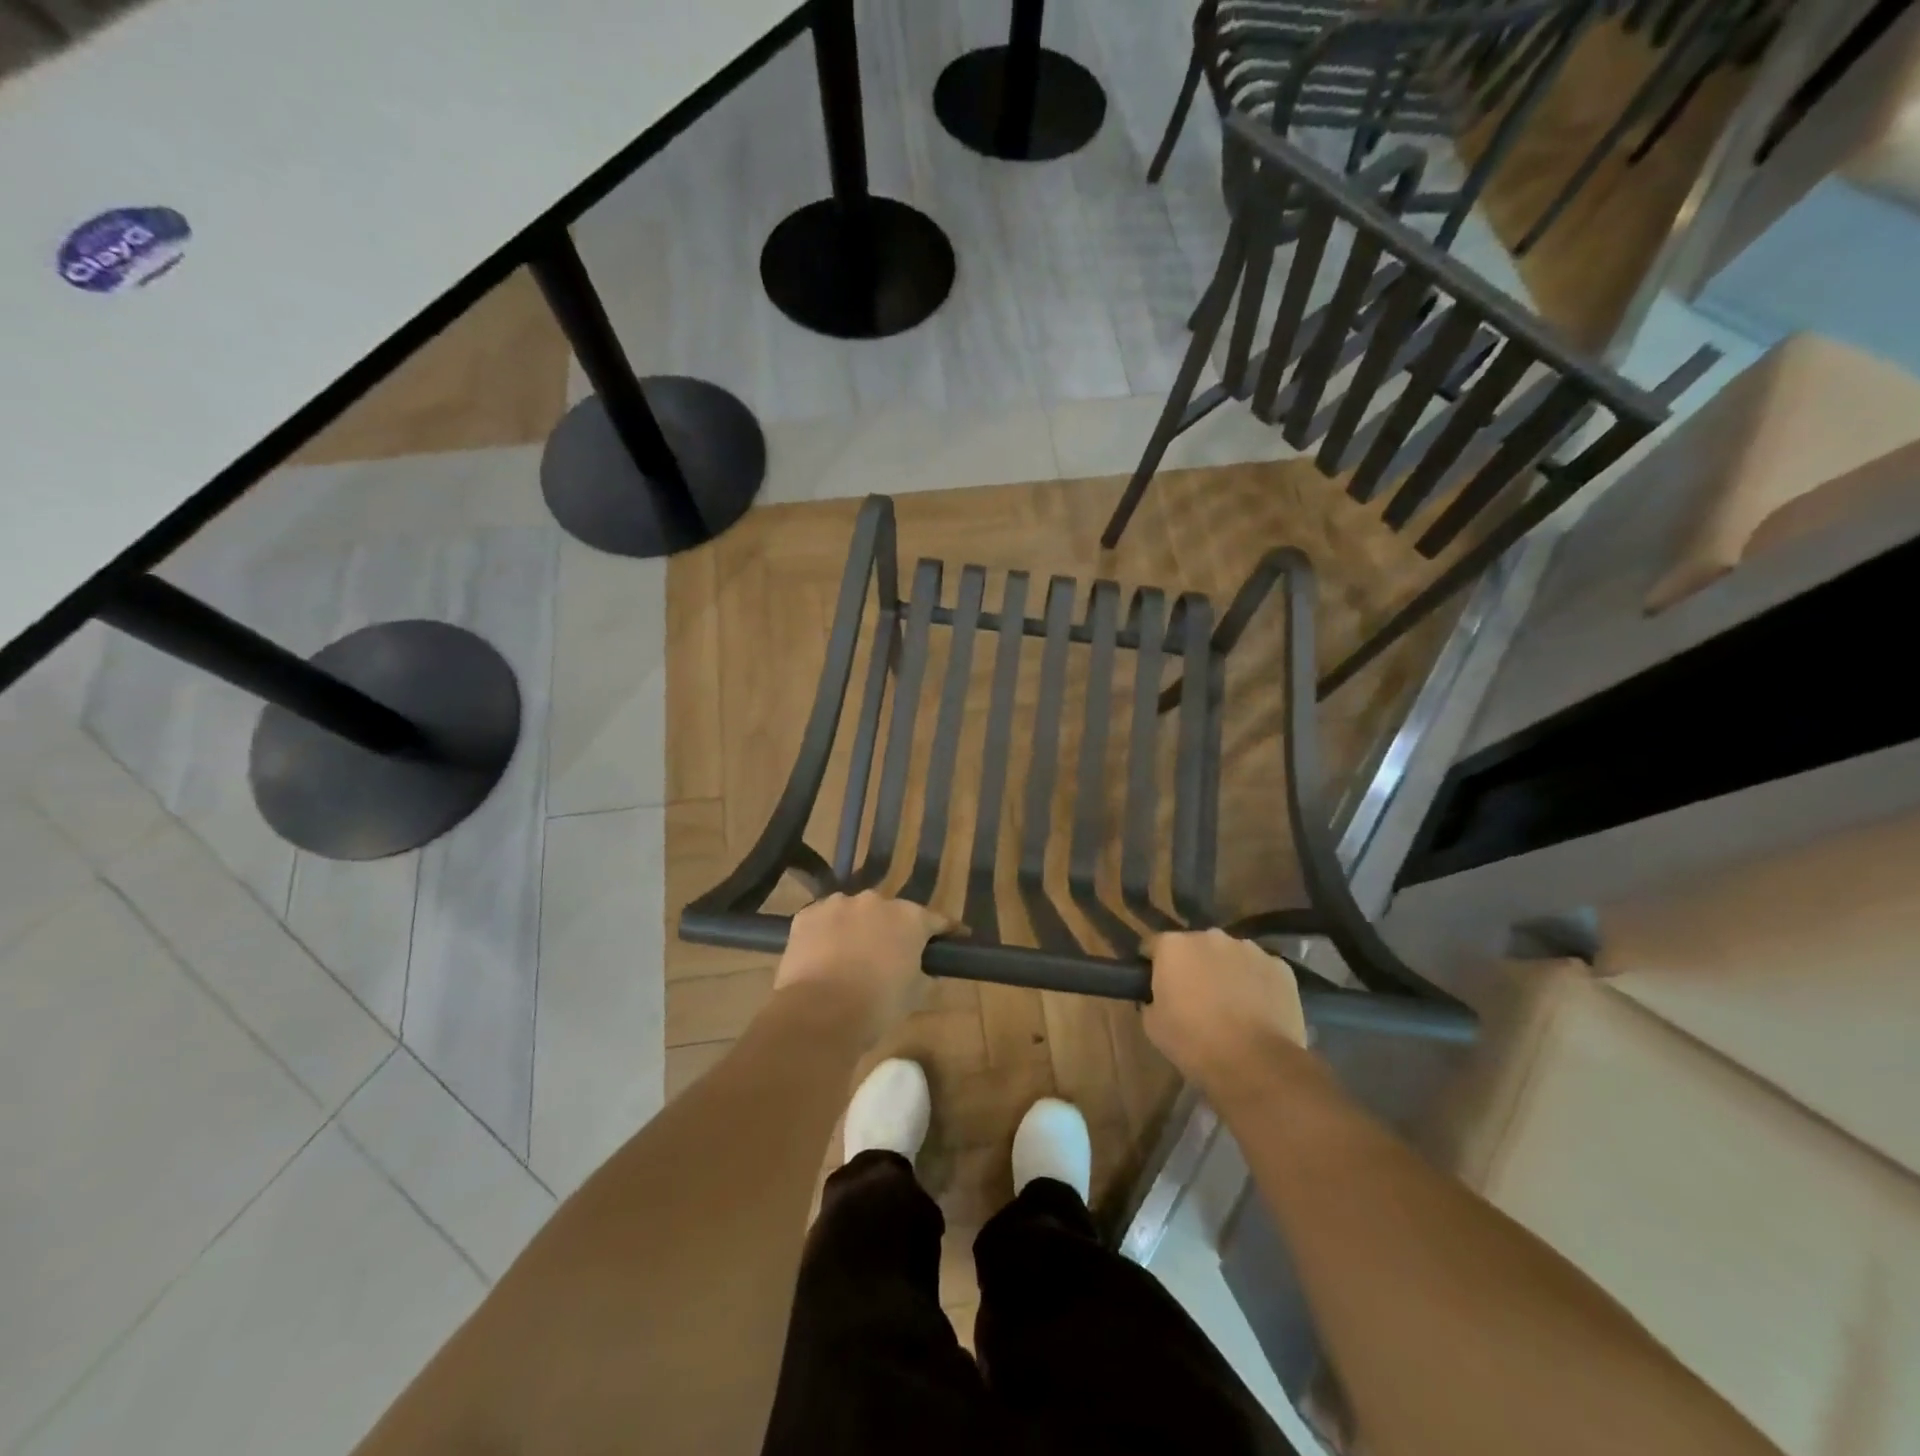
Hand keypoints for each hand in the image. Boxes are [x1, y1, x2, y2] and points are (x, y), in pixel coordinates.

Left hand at [774, 891, 951, 1046]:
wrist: (819, 1013)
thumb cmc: (877, 1006)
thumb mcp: (916, 996)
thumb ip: (926, 976)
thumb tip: (928, 972)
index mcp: (910, 917)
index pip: (937, 920)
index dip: (946, 931)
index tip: (954, 938)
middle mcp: (876, 901)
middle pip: (891, 913)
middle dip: (893, 930)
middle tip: (891, 955)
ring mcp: (838, 904)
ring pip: (854, 912)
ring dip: (857, 928)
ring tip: (851, 957)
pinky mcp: (807, 915)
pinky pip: (824, 920)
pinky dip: (827, 933)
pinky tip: (823, 955)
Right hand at [1142, 929, 1309, 1098]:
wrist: (1255, 1063)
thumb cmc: (1194, 1043)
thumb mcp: (1153, 1025)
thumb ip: (1152, 999)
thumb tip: (1158, 996)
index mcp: (1174, 946)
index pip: (1154, 946)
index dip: (1153, 965)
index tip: (1156, 986)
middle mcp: (1210, 937)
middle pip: (1195, 946)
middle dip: (1193, 965)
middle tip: (1195, 998)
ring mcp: (1249, 949)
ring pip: (1231, 956)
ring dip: (1226, 972)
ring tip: (1231, 1006)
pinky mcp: (1281, 967)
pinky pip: (1261, 970)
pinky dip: (1257, 984)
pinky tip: (1258, 1011)